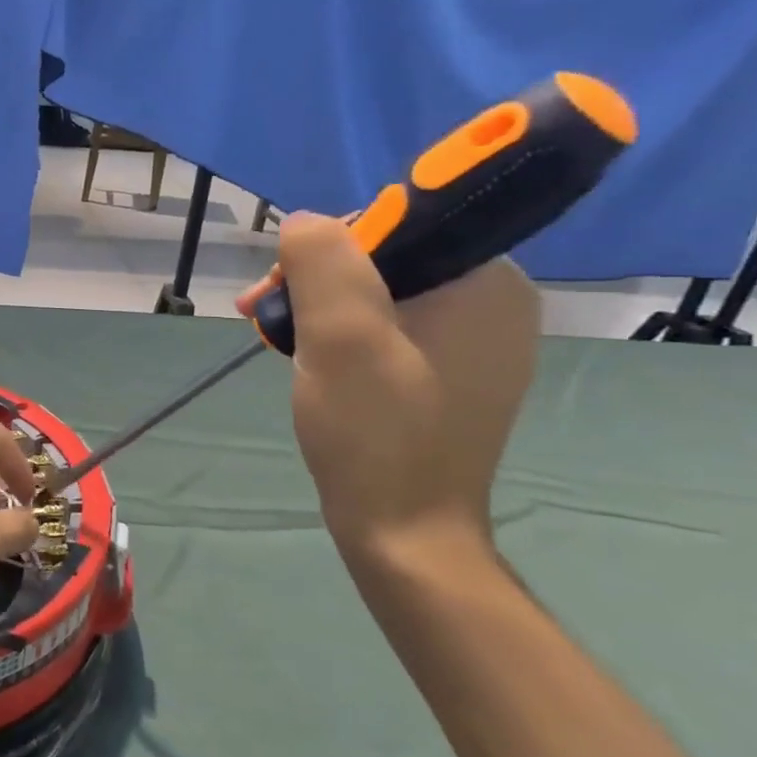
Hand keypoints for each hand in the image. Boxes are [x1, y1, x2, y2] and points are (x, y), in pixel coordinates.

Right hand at [238, 213, 539, 563]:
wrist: (404, 534)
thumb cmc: (376, 431)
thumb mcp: (341, 336)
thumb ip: (324, 261)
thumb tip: (304, 222)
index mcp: (488, 283)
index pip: (400, 222)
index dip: (331, 243)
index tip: (284, 283)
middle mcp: (492, 303)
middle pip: (386, 257)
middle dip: (318, 279)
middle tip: (264, 315)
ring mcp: (472, 342)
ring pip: (380, 292)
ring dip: (320, 306)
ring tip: (275, 339)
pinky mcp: (447, 373)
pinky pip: (387, 327)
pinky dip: (340, 334)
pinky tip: (308, 358)